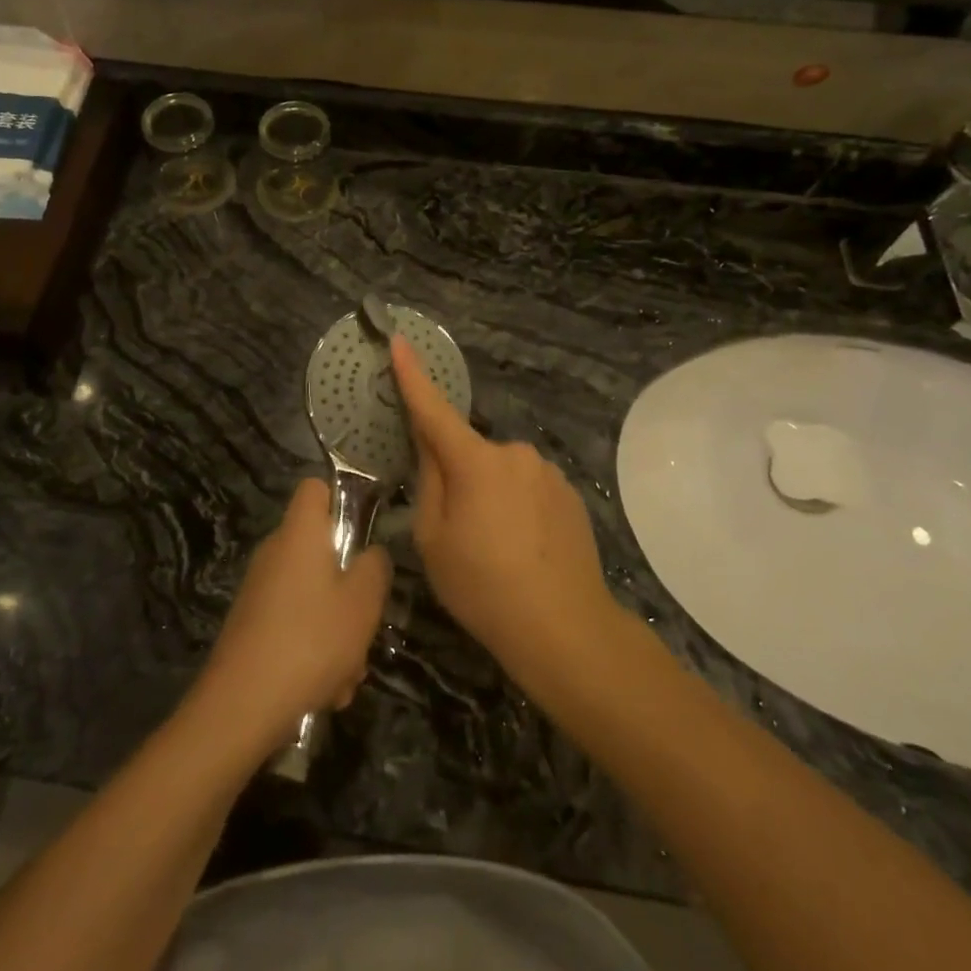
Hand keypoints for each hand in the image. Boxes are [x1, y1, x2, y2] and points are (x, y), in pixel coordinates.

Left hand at [192, 479, 392, 755]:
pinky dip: (314, 651)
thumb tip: (371, 553)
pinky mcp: (252, 625)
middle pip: (321, 550)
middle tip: (365, 622)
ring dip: (337, 631)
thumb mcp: (362, 603)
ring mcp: (260, 589)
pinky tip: (325, 692)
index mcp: (299, 533)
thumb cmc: (311, 640)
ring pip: (314, 596)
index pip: (315, 487)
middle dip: (350, 587)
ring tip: (347, 674)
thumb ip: (375, 567)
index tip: (364, 534)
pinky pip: (295, 624)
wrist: (241, 706)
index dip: (341, 500)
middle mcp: (275, 552)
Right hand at [391, 335, 618, 689]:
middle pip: (470, 453)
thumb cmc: (484, 587)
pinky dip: (518, 508)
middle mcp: (514, 453)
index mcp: (475, 462)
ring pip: (501, 473)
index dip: (412, 377)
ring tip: (496, 549)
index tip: (399, 341)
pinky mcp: (570, 494)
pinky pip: (528, 489)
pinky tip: (524, 550)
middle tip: (458, 530)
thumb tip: (432, 449)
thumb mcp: (433, 539)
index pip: (434, 410)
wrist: (566, 629)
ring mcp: (547, 472)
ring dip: (491, 495)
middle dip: (457, 476)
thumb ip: (429, 483)